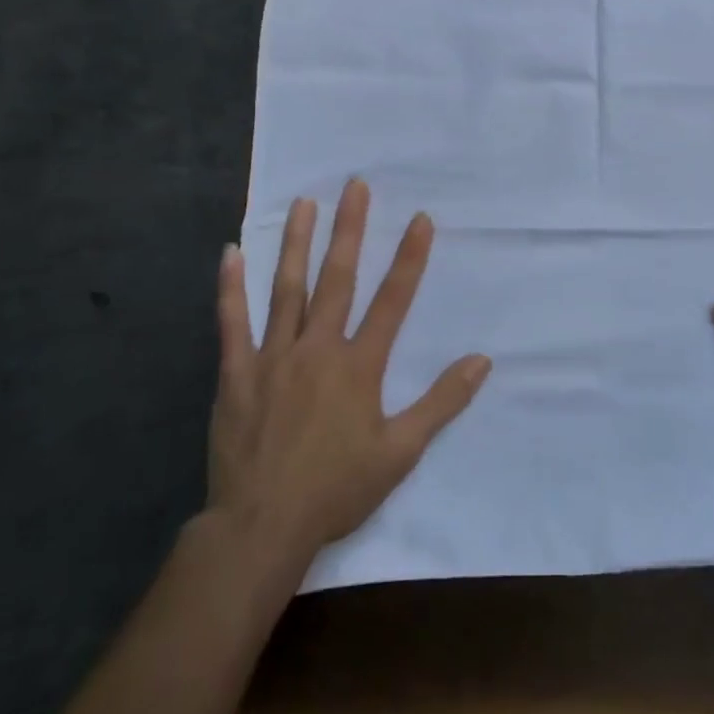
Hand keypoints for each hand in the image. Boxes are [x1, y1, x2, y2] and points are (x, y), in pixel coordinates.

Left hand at [210, 178, 490, 558]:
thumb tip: (482, 360)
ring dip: (297, 243)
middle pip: (338, 279)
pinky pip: (232, 323)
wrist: (261, 527)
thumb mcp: (401, 452)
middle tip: (355, 186)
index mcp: (359, 365)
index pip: (392, 300)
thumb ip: (442, 402)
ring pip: (287, 289)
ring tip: (304, 203)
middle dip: (350, 229)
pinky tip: (230, 253)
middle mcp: (318, 348)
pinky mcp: (236, 373)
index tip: (420, 218)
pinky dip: (230, 288)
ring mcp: (273, 357)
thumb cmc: (336, 490)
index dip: (409, 257)